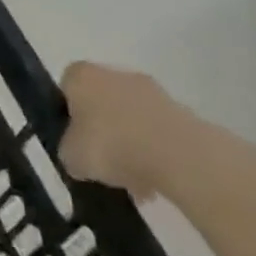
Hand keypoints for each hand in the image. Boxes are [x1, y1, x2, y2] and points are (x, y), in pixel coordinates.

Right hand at [58, 62, 195, 200]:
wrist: (181, 158)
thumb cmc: (111, 146)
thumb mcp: (70, 156)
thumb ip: (68, 148)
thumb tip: (78, 152)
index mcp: (82, 76)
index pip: (67, 85)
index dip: (67, 110)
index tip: (72, 135)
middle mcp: (117, 75)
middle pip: (103, 100)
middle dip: (103, 127)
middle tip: (102, 159)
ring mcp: (156, 93)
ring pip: (134, 118)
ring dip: (132, 142)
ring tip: (133, 179)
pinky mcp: (187, 115)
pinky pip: (161, 133)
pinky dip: (157, 152)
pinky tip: (156, 180)